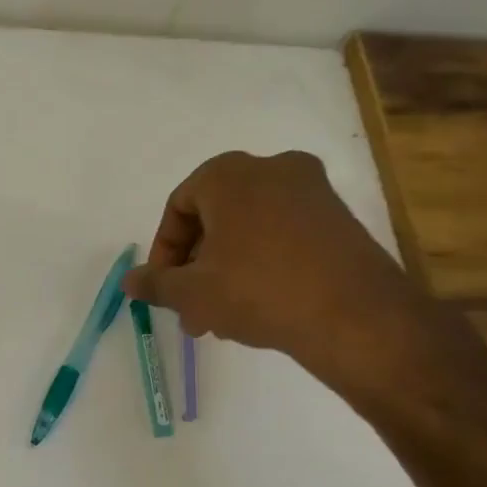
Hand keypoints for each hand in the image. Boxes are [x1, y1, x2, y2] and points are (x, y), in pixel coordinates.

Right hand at [122, 151, 465, 394]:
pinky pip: (283, 235)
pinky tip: (258, 307)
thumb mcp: (192, 292)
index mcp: (229, 174)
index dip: (164, 251)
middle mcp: (271, 168)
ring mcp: (312, 191)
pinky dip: (262, 264)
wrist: (357, 317)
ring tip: (220, 318)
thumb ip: (155, 283)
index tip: (164, 287)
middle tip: (189, 307)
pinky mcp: (339, 218)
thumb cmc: (258, 291)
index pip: (179, 206)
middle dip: (196, 266)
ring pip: (249, 229)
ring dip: (226, 270)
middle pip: (215, 217)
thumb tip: (129, 281)